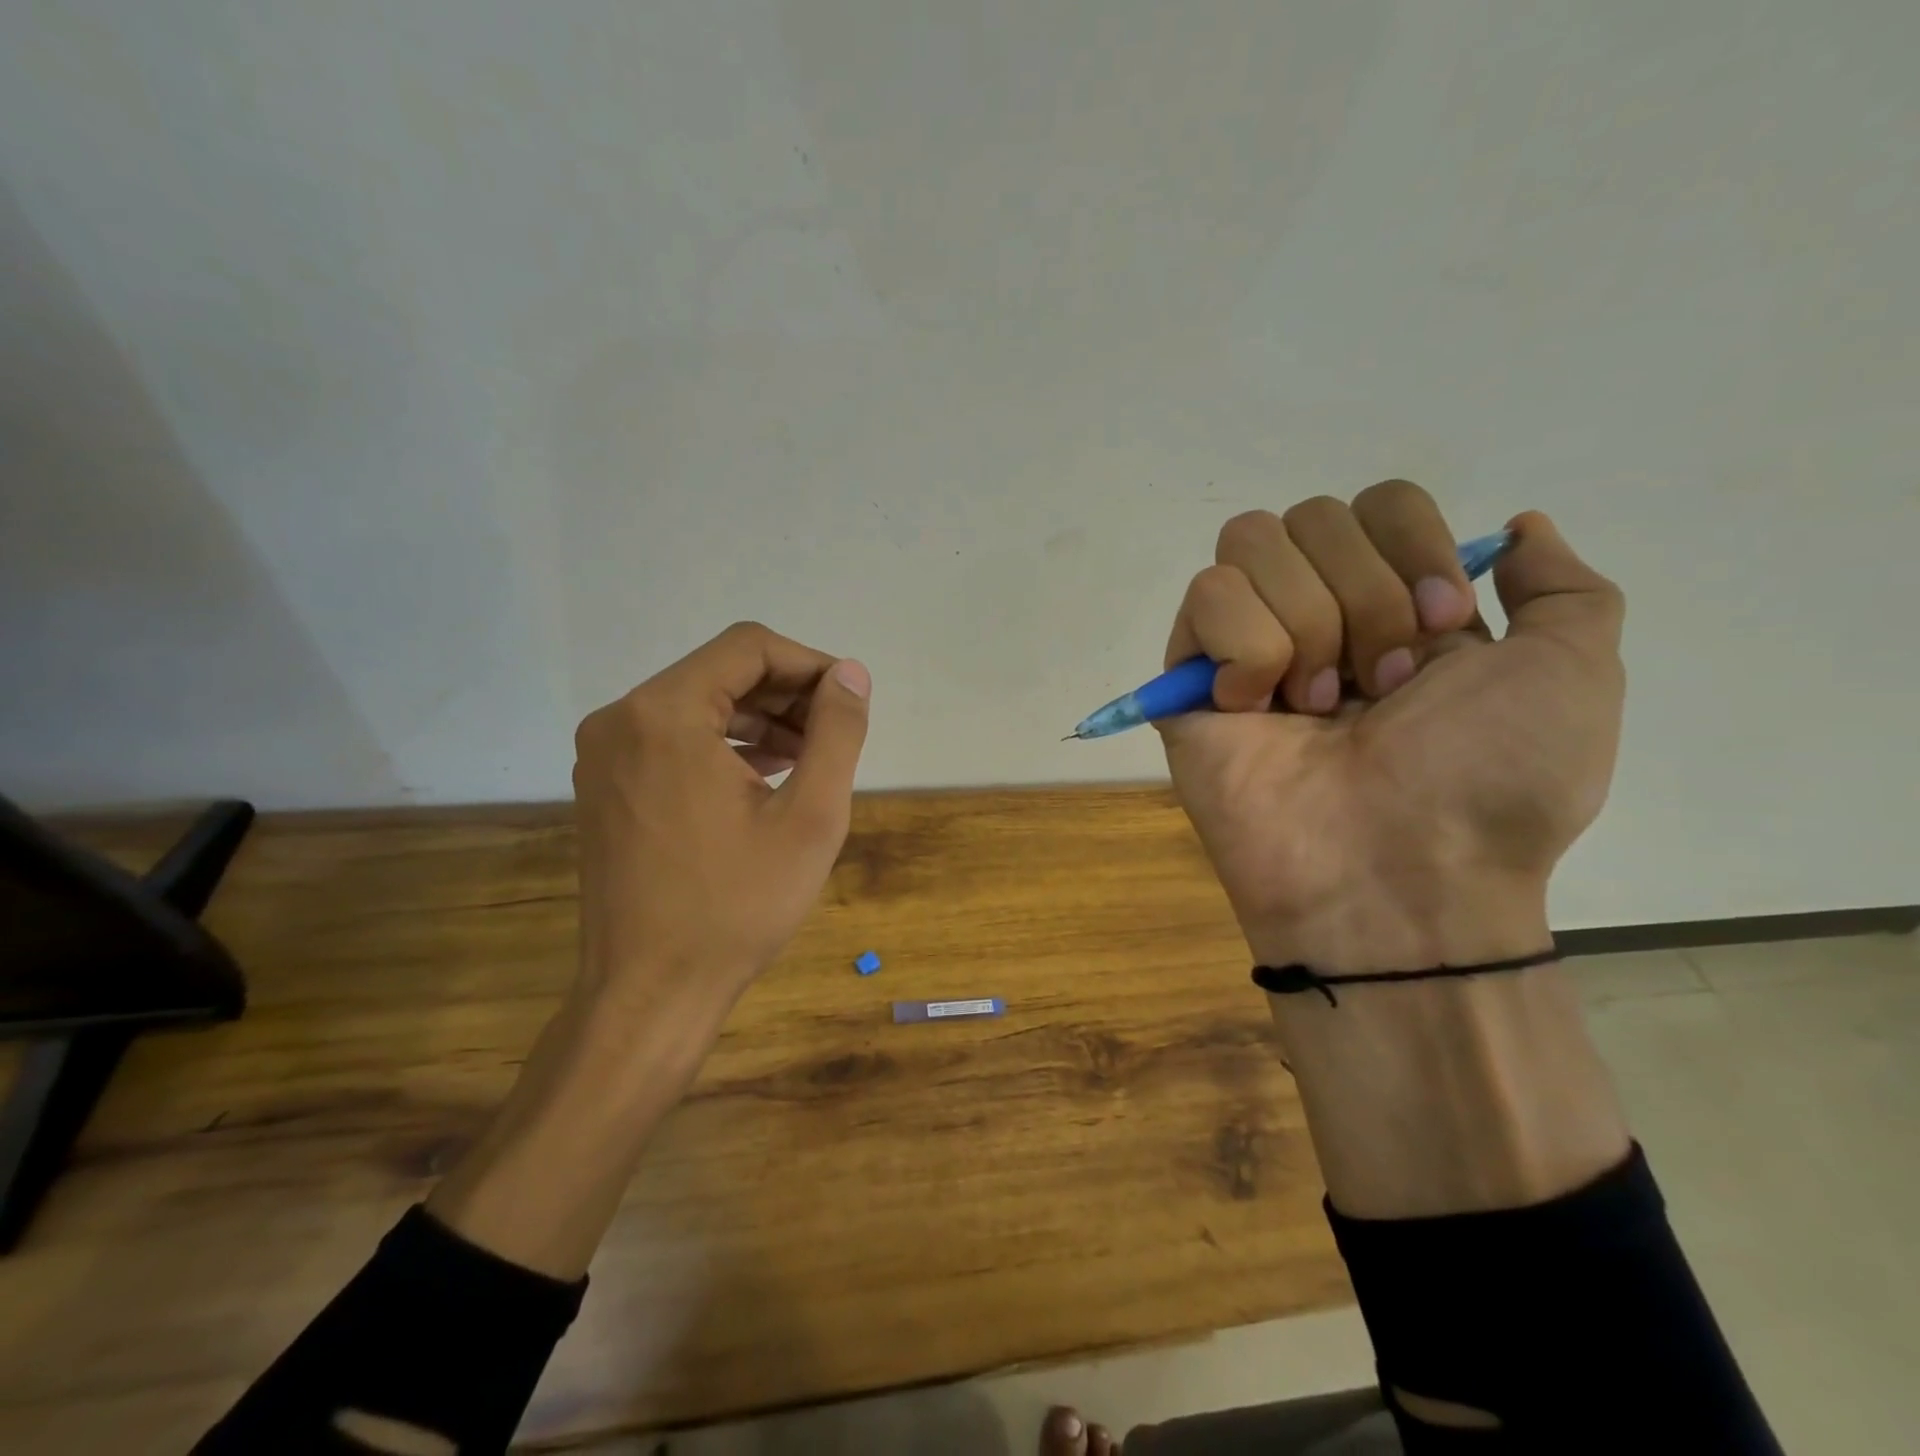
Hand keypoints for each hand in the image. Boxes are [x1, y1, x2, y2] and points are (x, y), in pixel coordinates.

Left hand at [571, 620, 872, 1014]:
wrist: (650, 993)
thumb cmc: (736, 906)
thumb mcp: (810, 817)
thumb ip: (837, 733)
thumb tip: (850, 675)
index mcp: (663, 714)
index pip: (748, 648)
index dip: (809, 665)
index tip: (848, 702)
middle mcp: (620, 720)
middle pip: (720, 673)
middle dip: (786, 695)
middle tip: (835, 734)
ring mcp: (605, 755)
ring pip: (698, 705)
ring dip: (759, 720)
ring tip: (810, 757)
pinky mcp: (606, 786)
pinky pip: (673, 739)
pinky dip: (724, 745)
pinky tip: (766, 776)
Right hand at [1159, 482, 1624, 971]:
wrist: (1398, 877)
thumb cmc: (1489, 783)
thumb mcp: (1573, 676)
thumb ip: (1563, 589)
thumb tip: (1515, 530)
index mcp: (1397, 605)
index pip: (1379, 502)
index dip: (1412, 548)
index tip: (1442, 630)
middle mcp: (1318, 612)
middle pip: (1313, 515)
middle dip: (1363, 598)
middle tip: (1380, 688)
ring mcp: (1246, 644)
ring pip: (1251, 544)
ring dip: (1306, 626)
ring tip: (1318, 709)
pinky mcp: (1189, 676)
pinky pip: (1206, 597)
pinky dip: (1246, 650)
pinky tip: (1257, 710)